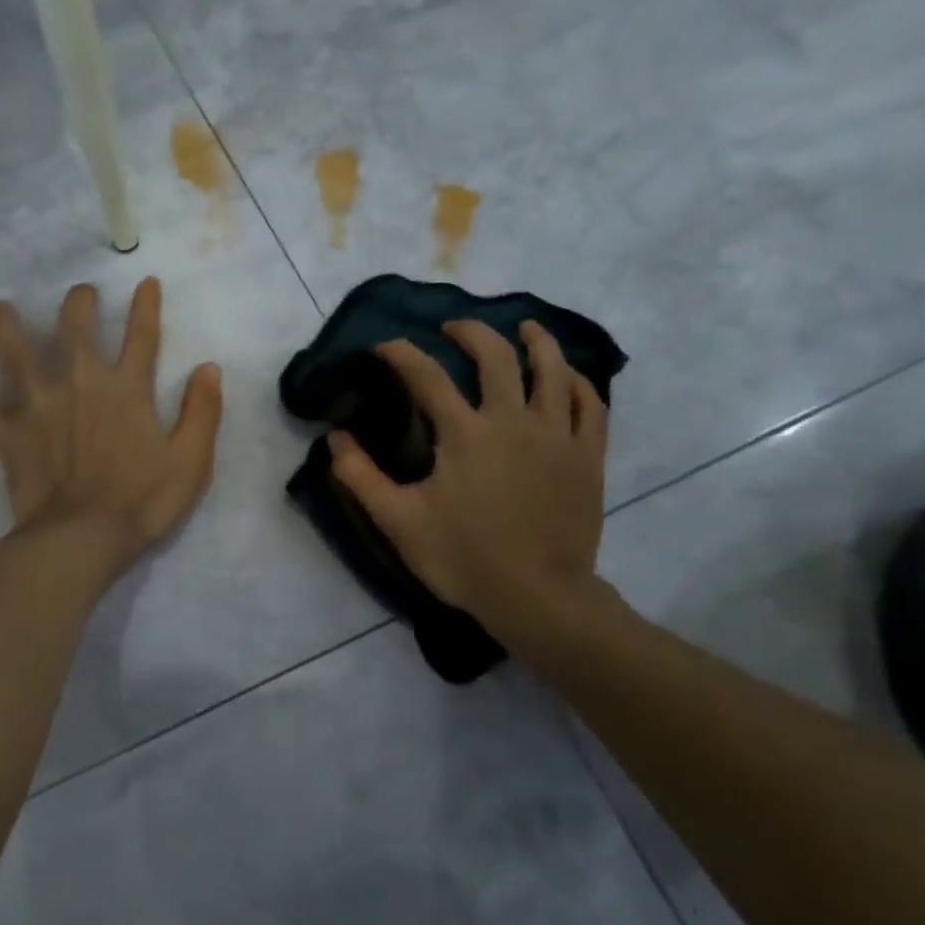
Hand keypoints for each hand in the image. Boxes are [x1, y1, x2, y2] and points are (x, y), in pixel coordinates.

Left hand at [0, 277, 223, 574]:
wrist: (83, 537)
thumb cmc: (143, 502)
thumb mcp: (191, 460)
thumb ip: (202, 411)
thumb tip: (209, 368)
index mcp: (127, 390)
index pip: (141, 337)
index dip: (145, 306)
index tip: (145, 281)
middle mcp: (81, 385)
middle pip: (75, 330)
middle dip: (78, 305)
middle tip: (79, 293)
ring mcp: (40, 406)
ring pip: (18, 356)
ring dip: (7, 328)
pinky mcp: (10, 434)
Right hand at [328, 319, 609, 631]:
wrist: (537, 597)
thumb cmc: (463, 558)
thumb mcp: (398, 521)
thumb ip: (359, 476)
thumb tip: (335, 436)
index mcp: (464, 433)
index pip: (426, 376)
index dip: (401, 353)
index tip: (385, 346)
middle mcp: (512, 420)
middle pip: (495, 356)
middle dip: (470, 333)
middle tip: (453, 329)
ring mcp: (557, 435)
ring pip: (552, 369)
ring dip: (536, 340)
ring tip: (524, 328)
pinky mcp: (588, 456)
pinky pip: (589, 405)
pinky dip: (577, 382)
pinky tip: (567, 376)